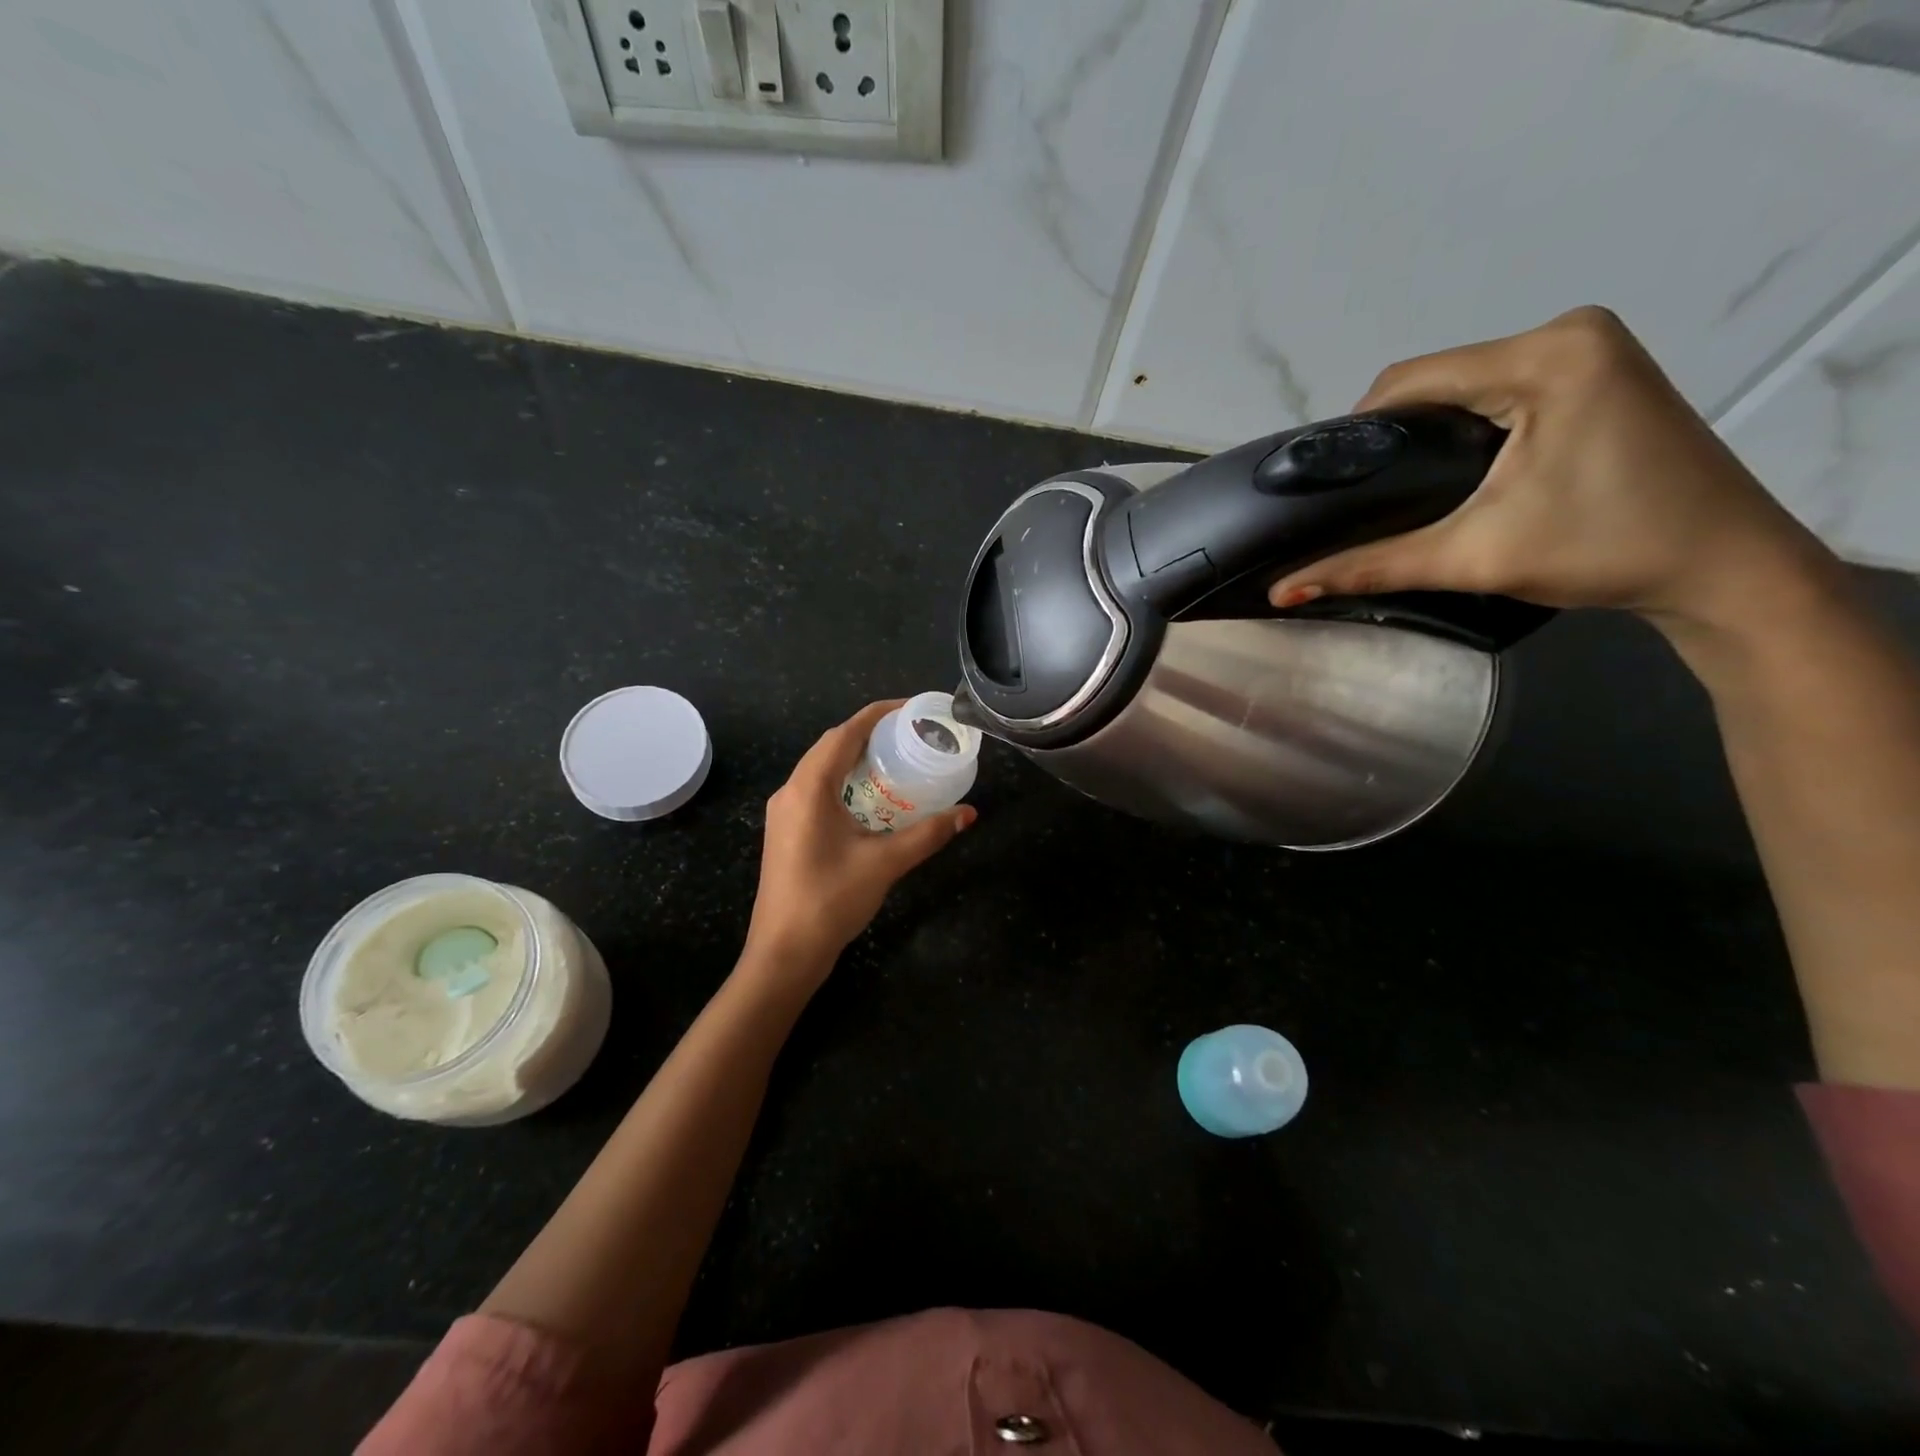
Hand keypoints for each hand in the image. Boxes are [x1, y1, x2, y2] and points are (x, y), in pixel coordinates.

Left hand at [743, 700, 976, 974]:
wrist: (784, 953)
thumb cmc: (830, 901)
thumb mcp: (885, 863)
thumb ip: (928, 834)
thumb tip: (968, 814)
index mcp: (808, 788)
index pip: (844, 733)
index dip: (878, 714)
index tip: (911, 708)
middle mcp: (790, 791)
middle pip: (831, 746)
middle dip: (869, 733)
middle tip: (910, 734)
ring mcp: (784, 812)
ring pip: (821, 768)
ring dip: (855, 757)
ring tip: (895, 758)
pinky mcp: (786, 831)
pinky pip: (817, 789)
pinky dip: (845, 781)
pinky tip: (871, 797)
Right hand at [1267, 307, 1835, 633]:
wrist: (1723, 566)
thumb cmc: (1602, 551)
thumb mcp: (1471, 556)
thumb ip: (1369, 566)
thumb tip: (1281, 593)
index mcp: (1545, 356)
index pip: (1410, 379)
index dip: (1356, 431)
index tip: (1330, 484)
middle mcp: (1569, 332)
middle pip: (1437, 377)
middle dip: (1392, 435)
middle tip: (1366, 496)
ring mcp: (1592, 347)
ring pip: (1467, 383)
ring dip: (1427, 431)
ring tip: (1402, 490)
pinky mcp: (1601, 370)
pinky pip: (1502, 388)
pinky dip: (1467, 426)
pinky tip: (1455, 471)